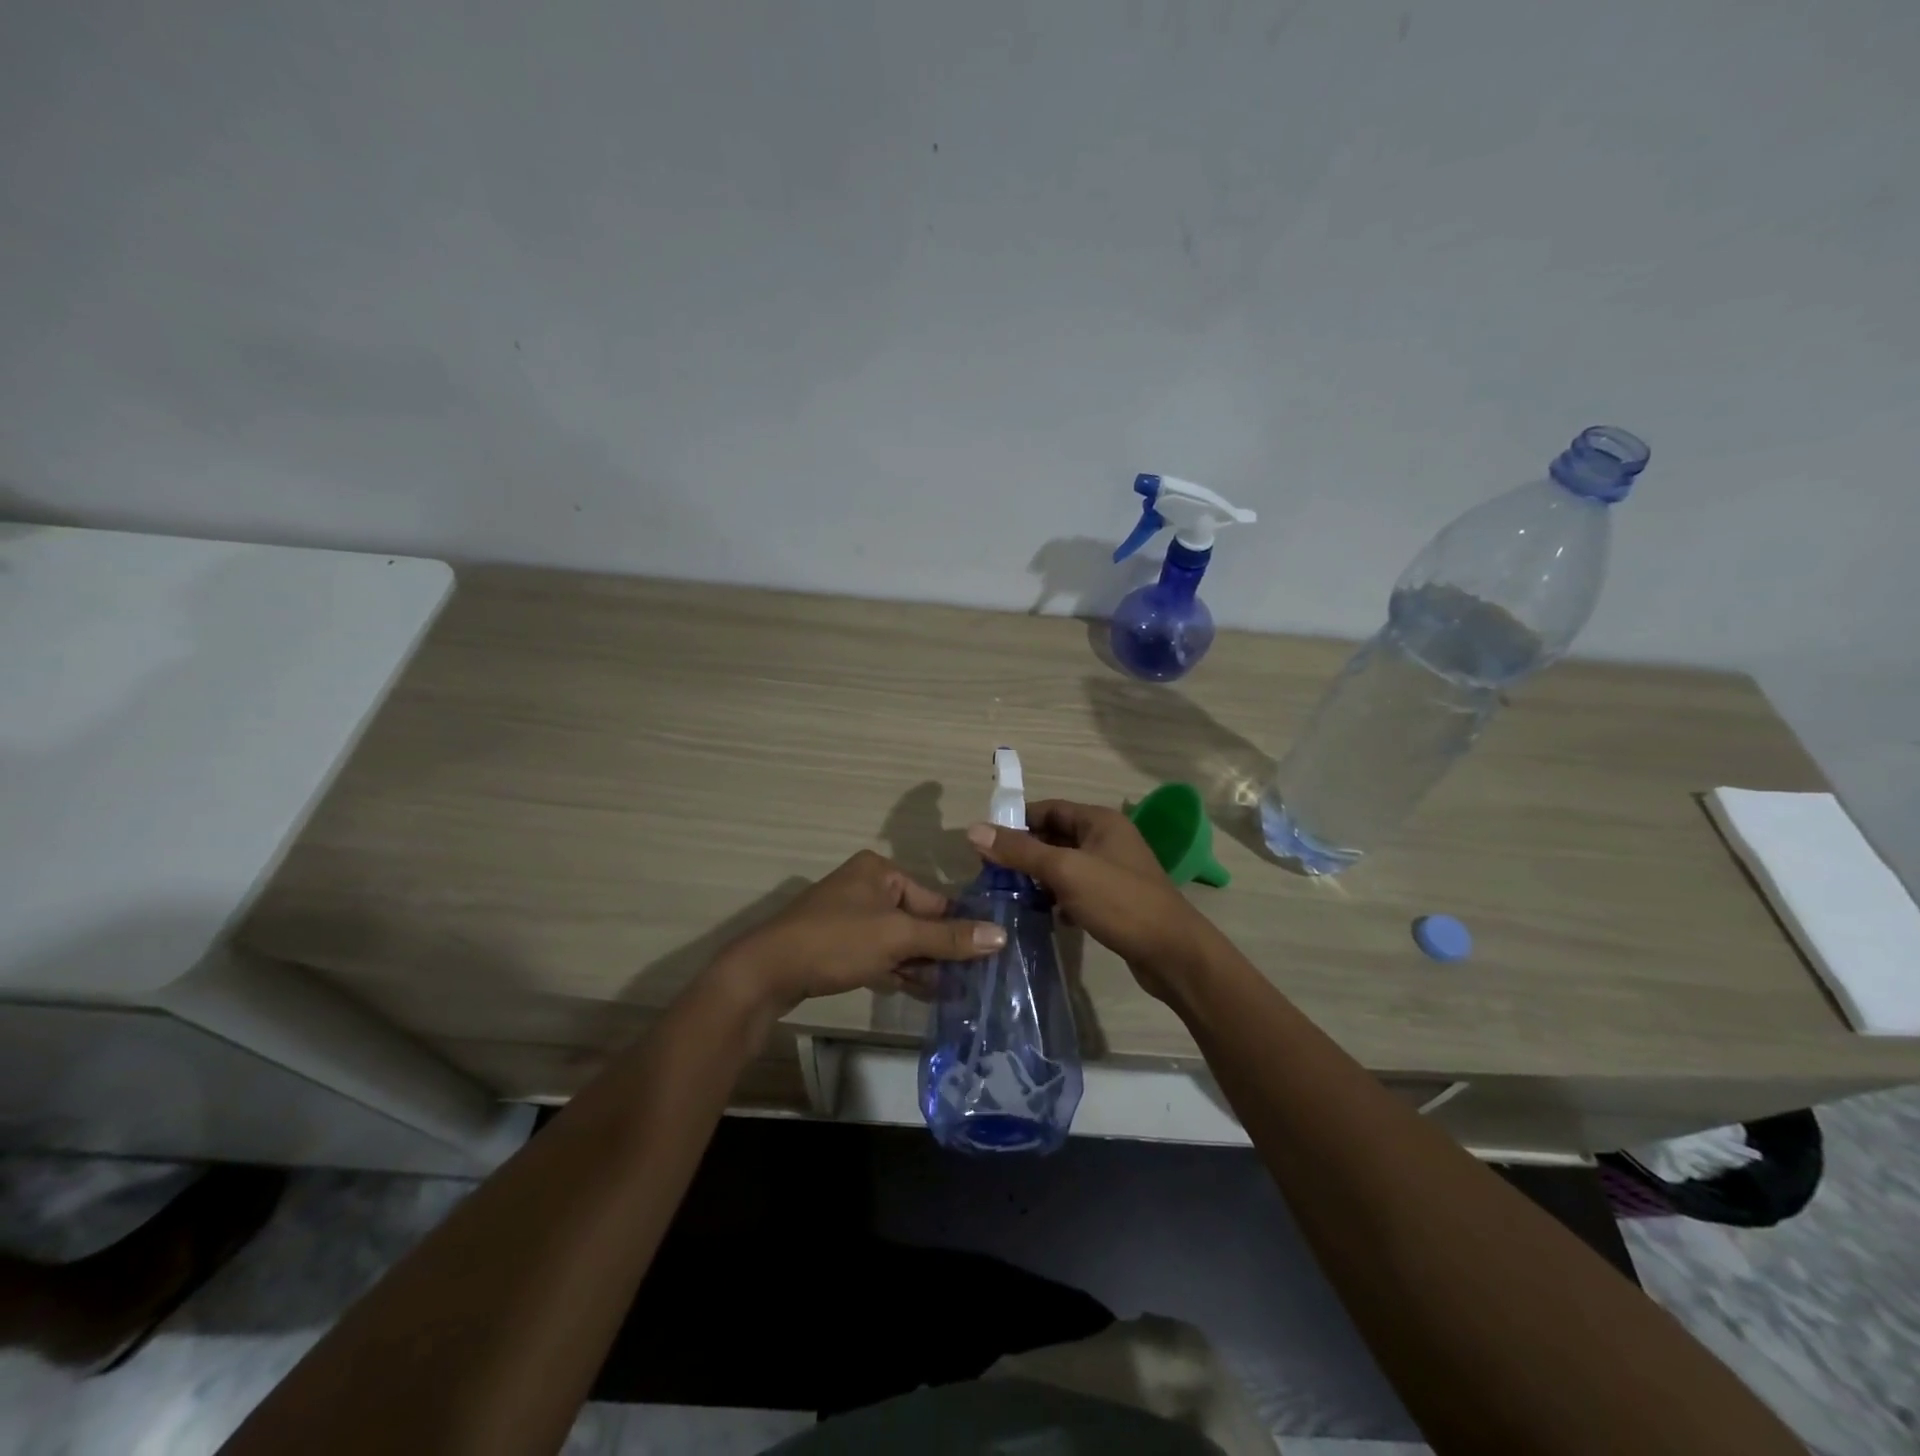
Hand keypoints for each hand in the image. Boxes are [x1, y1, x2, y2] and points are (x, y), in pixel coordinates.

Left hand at [719, 850, 1005, 1015]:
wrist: (766, 972)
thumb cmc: (836, 941)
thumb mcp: (897, 937)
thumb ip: (948, 938)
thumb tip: (1001, 935)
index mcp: (880, 871)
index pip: (934, 899)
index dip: (958, 928)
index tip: (987, 957)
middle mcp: (866, 886)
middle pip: (917, 920)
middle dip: (941, 950)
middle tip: (974, 980)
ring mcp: (850, 916)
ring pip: (899, 940)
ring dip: (923, 965)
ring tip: (957, 992)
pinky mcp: (839, 945)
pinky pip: (880, 954)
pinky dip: (899, 970)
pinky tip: (925, 992)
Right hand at [966, 799, 1218, 1001]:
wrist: (1173, 953)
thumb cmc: (1120, 902)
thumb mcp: (1066, 871)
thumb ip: (1021, 851)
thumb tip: (974, 829)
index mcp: (1100, 821)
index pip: (1049, 808)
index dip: (1016, 821)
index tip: (985, 841)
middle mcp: (1107, 839)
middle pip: (1055, 836)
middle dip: (1024, 851)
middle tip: (990, 872)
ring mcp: (1112, 870)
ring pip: (1064, 865)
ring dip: (1038, 876)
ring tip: (1007, 893)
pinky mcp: (1114, 899)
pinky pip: (1076, 890)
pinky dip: (1057, 898)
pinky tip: (1040, 915)